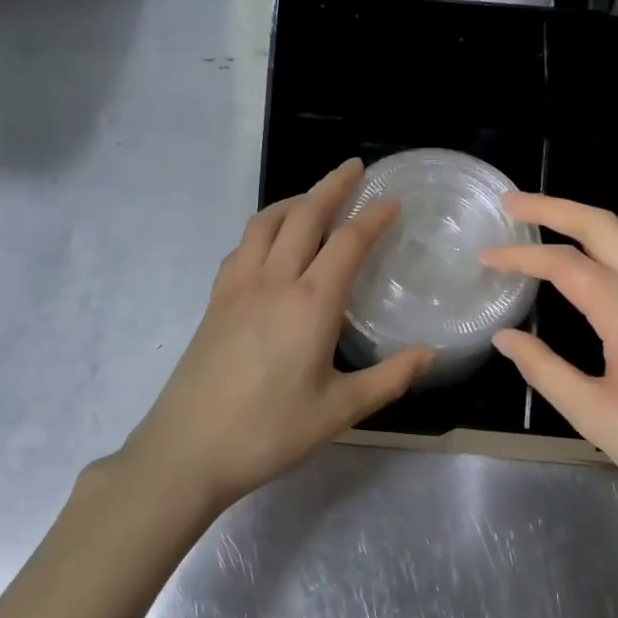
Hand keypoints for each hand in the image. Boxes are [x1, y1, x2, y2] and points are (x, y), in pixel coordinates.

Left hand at [108, 159, 432, 508]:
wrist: (188, 449)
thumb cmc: (269, 432)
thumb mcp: (339, 411)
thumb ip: (389, 379)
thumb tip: (429, 354)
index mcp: (310, 304)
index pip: (347, 242)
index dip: (373, 217)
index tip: (392, 201)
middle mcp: (273, 281)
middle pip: (304, 216)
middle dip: (332, 186)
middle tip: (354, 169)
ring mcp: (237, 286)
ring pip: (266, 222)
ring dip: (295, 200)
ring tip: (315, 197)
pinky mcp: (215, 299)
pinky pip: (243, 245)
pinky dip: (264, 227)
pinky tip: (272, 242)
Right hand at [480, 193, 617, 533]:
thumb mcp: (594, 416)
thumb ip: (544, 370)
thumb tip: (506, 337)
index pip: (570, 266)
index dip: (523, 256)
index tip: (486, 257)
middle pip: (605, 227)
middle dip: (554, 207)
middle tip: (510, 202)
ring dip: (578, 224)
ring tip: (536, 222)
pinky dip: (600, 249)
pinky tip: (579, 264)